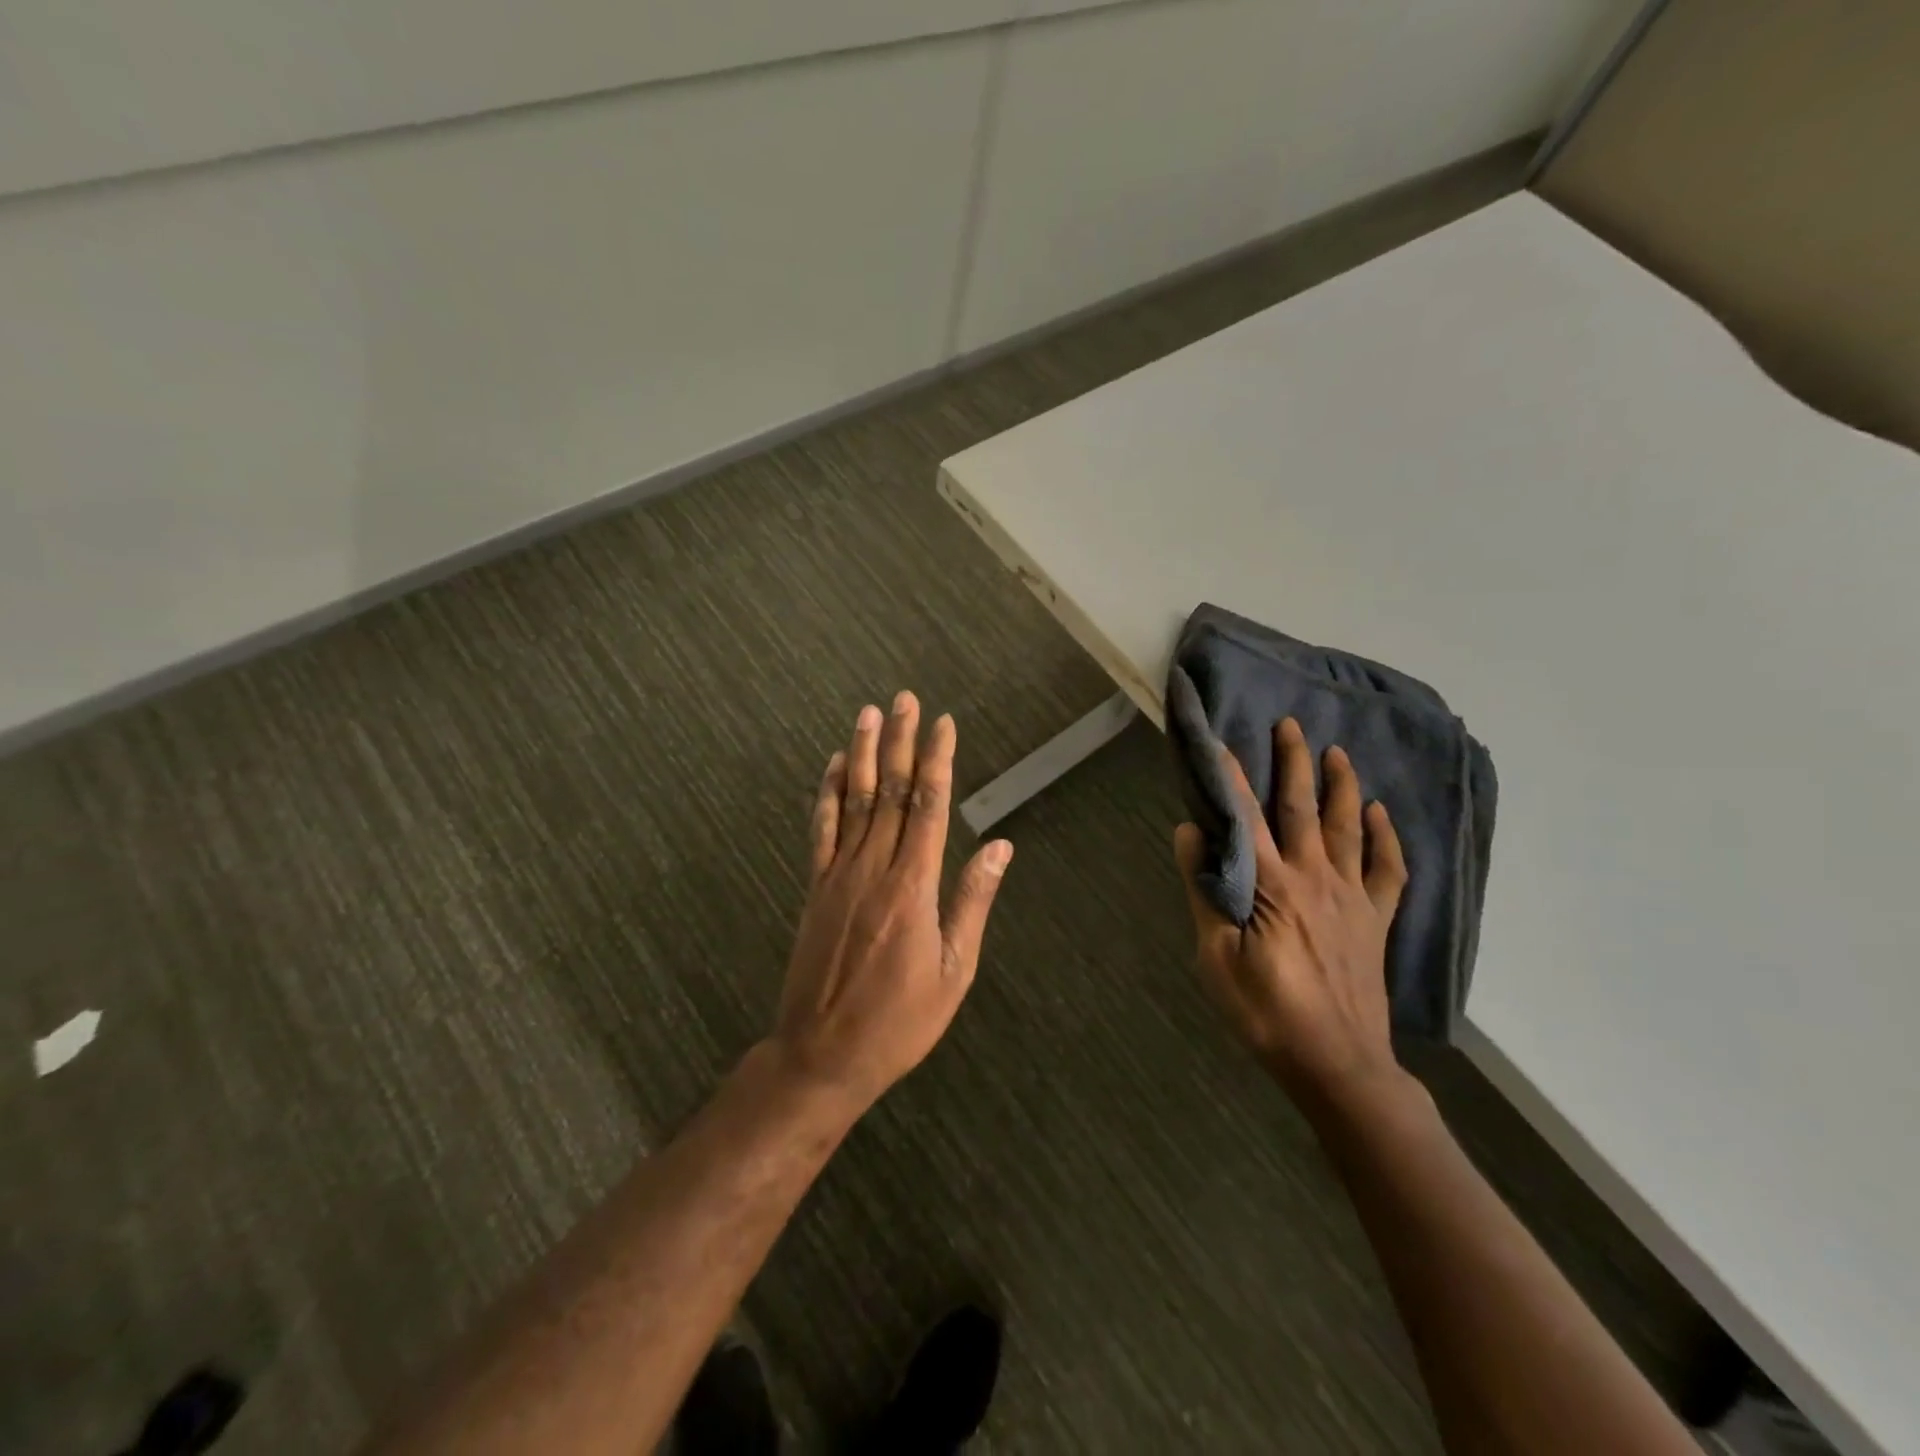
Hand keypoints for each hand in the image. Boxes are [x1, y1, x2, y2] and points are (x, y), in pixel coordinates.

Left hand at [769, 691, 1012, 1112]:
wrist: (822, 1054)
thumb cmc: (900, 1020)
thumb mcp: (954, 970)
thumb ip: (973, 901)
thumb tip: (999, 846)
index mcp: (913, 886)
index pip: (928, 806)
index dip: (936, 760)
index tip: (943, 724)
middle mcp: (874, 868)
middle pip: (890, 791)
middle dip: (900, 741)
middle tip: (906, 699)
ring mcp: (838, 875)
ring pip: (853, 801)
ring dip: (862, 753)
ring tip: (869, 713)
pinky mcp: (815, 888)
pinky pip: (821, 830)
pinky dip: (827, 794)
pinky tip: (833, 766)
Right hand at [1173, 717, 1409, 1111]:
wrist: (1337, 1064)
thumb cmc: (1266, 1012)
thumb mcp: (1215, 958)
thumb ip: (1205, 892)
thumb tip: (1191, 833)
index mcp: (1272, 886)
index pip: (1246, 817)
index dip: (1232, 776)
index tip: (1221, 741)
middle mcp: (1315, 878)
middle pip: (1305, 808)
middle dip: (1295, 763)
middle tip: (1292, 724)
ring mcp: (1352, 898)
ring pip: (1348, 828)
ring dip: (1342, 787)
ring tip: (1337, 753)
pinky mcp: (1376, 921)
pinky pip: (1388, 870)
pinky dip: (1386, 839)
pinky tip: (1380, 816)